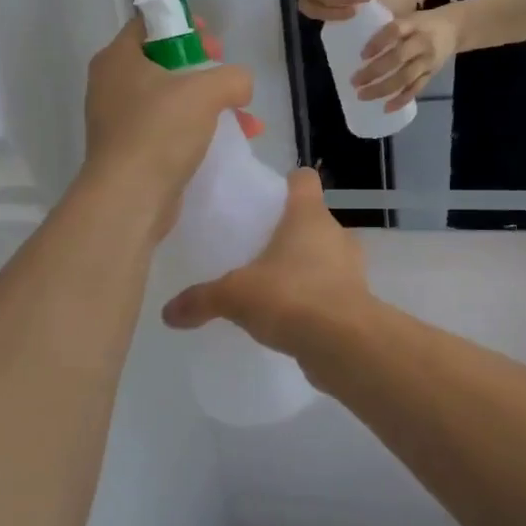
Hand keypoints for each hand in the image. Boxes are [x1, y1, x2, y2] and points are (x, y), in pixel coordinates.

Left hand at [82, 18, 253, 234]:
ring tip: (245, 117)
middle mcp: (112, 85)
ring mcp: (120, 121)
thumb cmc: (160, 131)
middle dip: (204, 69)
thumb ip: (233, 77)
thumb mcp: (206, 91)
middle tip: (228, 78)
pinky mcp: (133, 152)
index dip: (184, 25)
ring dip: (210, 104)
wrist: (130, 198)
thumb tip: (240, 85)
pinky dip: (200, 131)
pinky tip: (233, 142)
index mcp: (118, 58)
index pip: (149, 24)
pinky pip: (171, 130)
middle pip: (164, 62)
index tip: (213, 40)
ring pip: (172, 100)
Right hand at [161, 169, 369, 357]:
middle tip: (257, 250)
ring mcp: (351, 268)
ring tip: (271, 287)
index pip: (304, 180)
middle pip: (312, 220)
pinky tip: (288, 318)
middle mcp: (335, 234)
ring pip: (324, 257)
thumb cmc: (291, 297)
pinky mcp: (356, 301)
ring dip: (304, 268)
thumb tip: (168, 312)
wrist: (344, 344)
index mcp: (309, 216)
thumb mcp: (235, 295)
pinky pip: (330, 291)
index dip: (288, 184)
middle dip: (289, 233)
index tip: (267, 198)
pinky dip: (313, 299)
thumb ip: (202, 299)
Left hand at [353, 7, 457, 111]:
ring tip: (362, 96)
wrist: (455, 29)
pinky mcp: (431, 75)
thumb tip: (357, 41)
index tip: (362, 55)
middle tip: (354, 81)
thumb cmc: (423, 23)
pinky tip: (386, 108)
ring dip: (383, 89)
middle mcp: (422, 43)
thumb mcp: (409, 18)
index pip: (395, 31)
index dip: (378, 42)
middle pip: (398, 58)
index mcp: (414, 24)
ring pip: (405, 78)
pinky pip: (416, 89)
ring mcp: (427, 61)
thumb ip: (390, 29)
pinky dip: (401, 100)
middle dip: (374, 72)